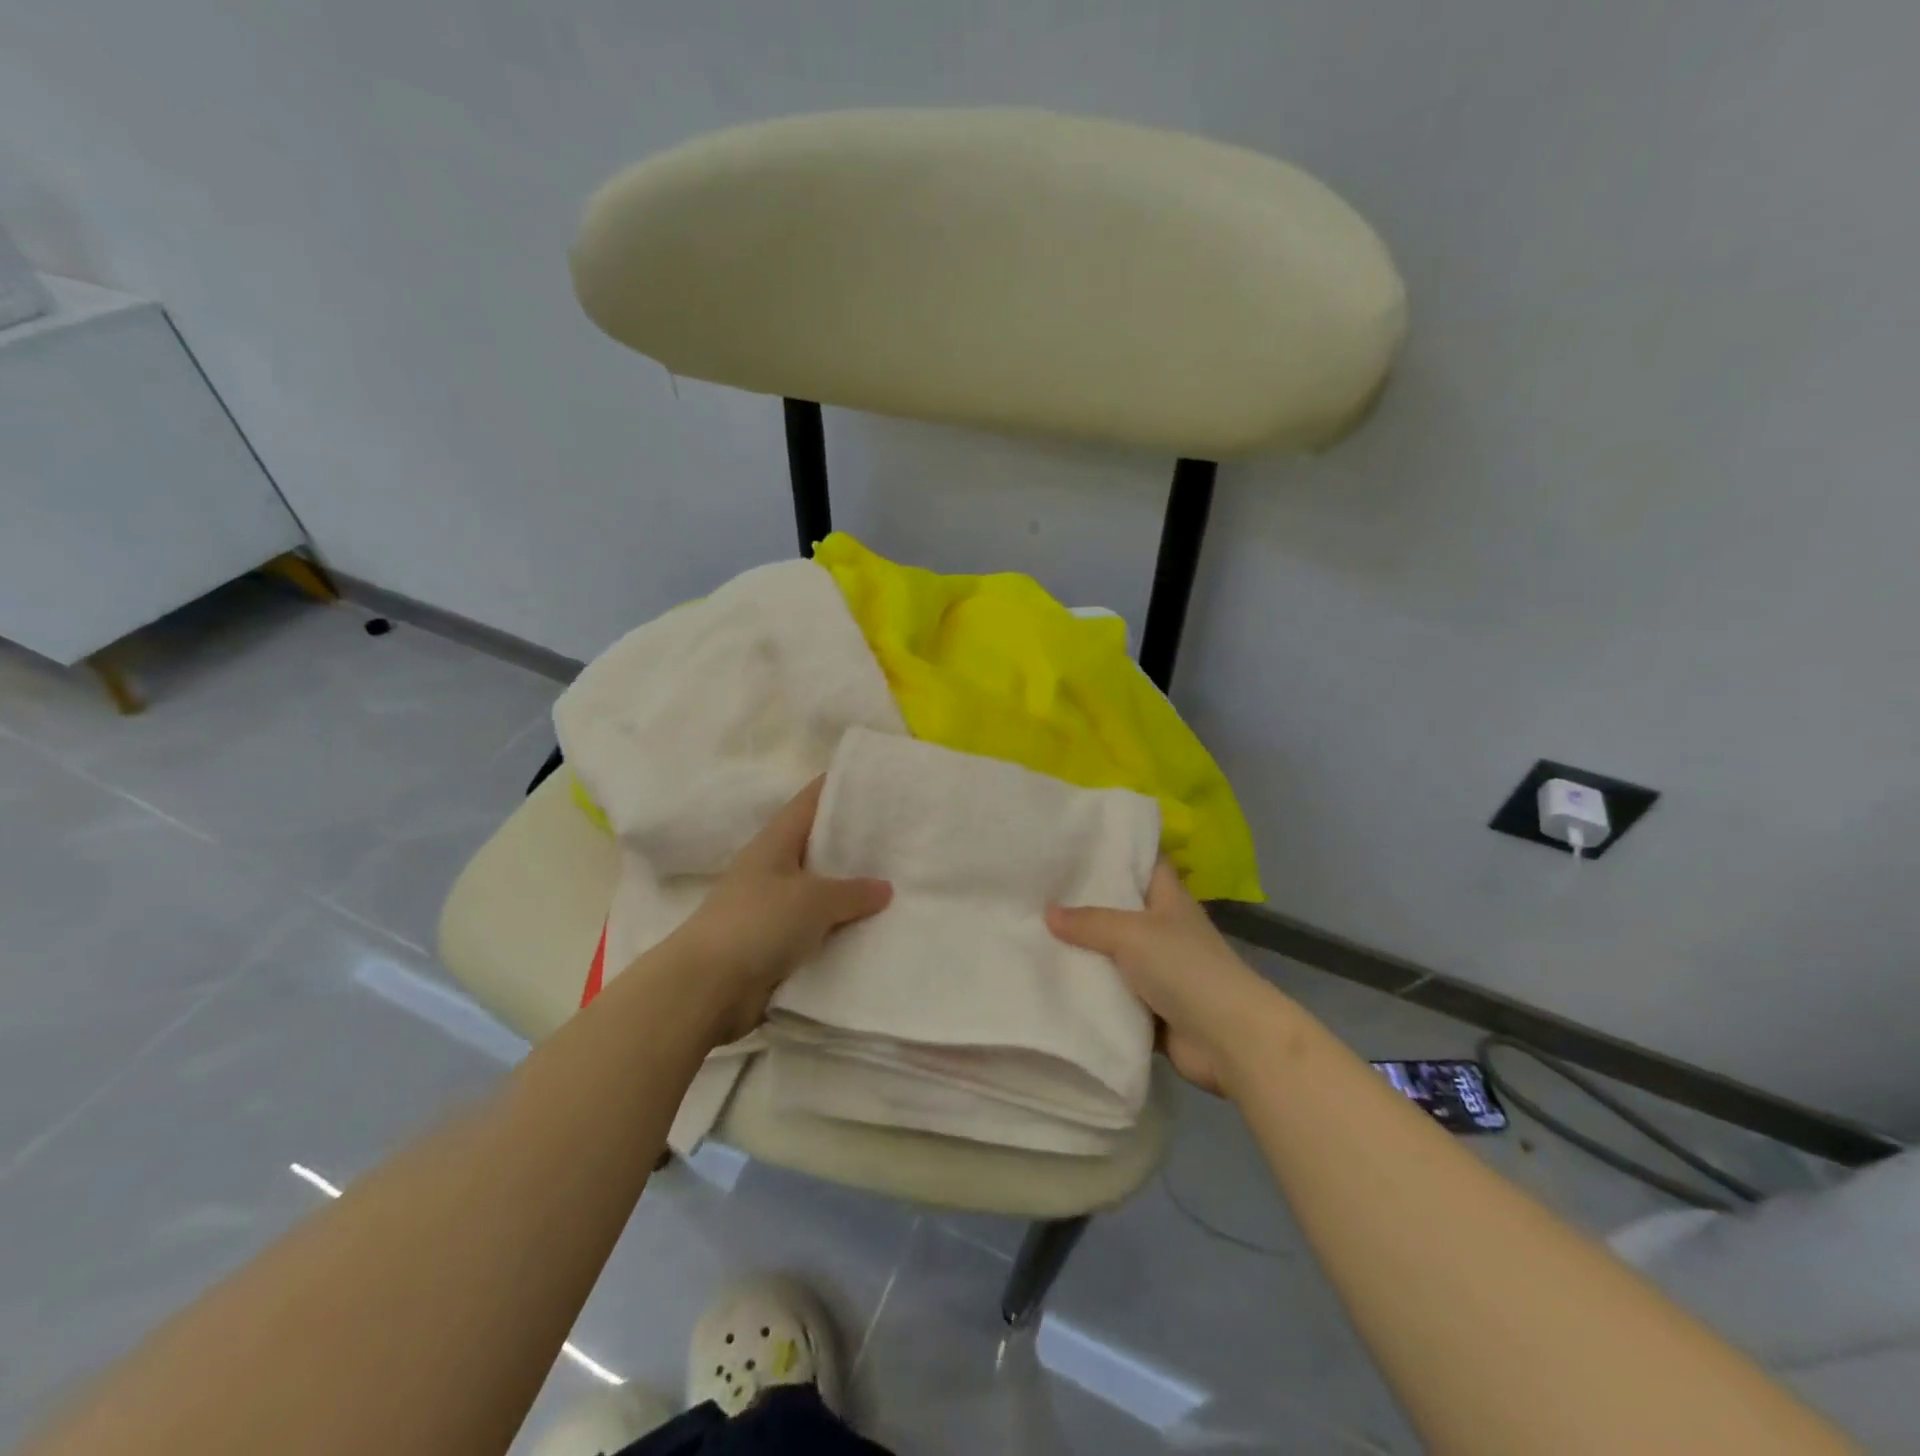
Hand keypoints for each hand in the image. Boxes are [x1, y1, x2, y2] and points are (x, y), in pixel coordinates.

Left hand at [670, 777, 891, 1043]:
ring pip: (821, 892)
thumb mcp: (813, 899)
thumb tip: (884, 888)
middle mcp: (773, 868)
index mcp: (775, 842)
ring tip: (901, 884)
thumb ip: (853, 891)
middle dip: (856, 843)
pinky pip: (818, 929)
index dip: (842, 787)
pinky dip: (841, 929)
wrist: (707, 989)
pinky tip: (876, 929)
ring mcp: (773, 908)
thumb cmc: (757, 923)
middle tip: (902, 837)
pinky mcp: (776, 945)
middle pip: (819, 846)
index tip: (878, 781)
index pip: (811, 801)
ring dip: (852, 892)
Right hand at [1047, 861, 1272, 1095]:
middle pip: (1121, 908)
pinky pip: (1113, 993)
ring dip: (1083, 950)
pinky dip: (1090, 991)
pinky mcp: (1151, 1007)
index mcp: (1169, 899)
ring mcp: (1159, 970)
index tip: (1076, 843)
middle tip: (1039, 888)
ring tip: (1034, 932)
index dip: (1117, 849)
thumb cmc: (1185, 968)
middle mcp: (1164, 929)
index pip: (1144, 861)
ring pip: (1113, 953)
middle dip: (1085, 901)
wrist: (1228, 1040)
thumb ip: (1089, 922)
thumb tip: (1047, 912)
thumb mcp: (1132, 934)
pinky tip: (1052, 981)